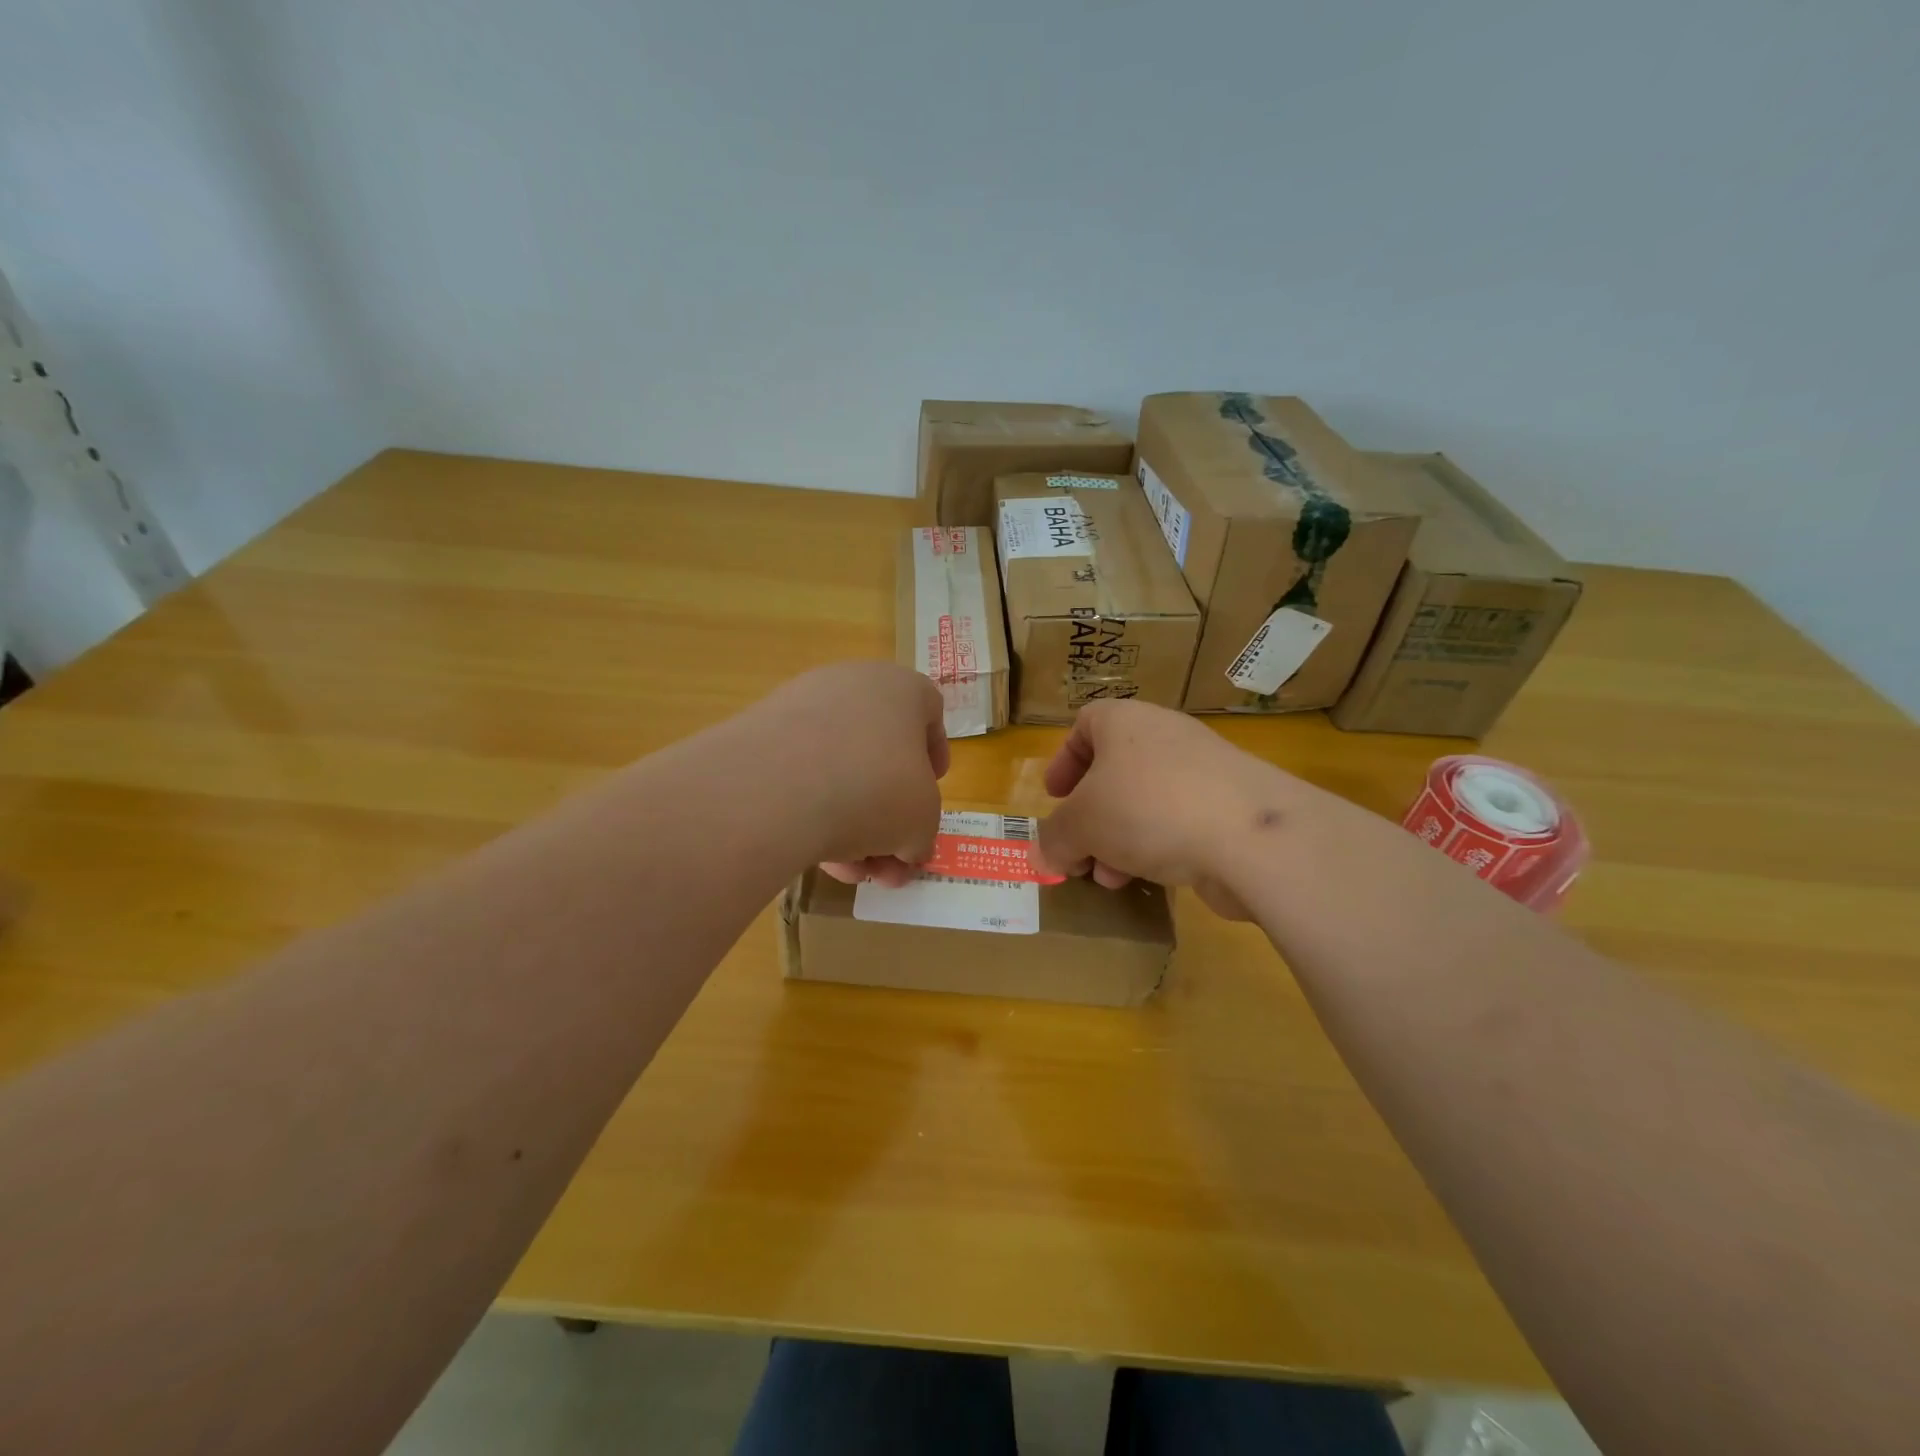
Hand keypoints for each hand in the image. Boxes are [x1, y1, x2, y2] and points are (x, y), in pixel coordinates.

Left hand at [739, 662, 947, 887]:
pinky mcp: (758, 735)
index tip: (932, 787)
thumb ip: (920, 832)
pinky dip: (811, 812)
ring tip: (850, 872)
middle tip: (889, 858)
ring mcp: (799, 706)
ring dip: (851, 823)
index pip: (929, 711)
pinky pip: (798, 775)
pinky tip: (815, 858)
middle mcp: (851, 685)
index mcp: (902, 689)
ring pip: (838, 768)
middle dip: (888, 812)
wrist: (774, 788)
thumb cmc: (875, 790)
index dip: (934, 753)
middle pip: (880, 751)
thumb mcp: (921, 822)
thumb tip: (904, 848)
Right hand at [1029, 700, 1297, 918]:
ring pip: (1146, 802)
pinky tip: (1149, 881)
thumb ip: (1054, 837)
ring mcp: (1204, 771)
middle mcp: (1165, 737)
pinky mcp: (1230, 807)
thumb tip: (1043, 854)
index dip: (1064, 760)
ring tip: (1108, 878)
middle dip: (1090, 816)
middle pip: (1115, 771)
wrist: (1249, 835)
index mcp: (1125, 722)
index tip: (1054, 796)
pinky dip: (1157, 847)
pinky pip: (1179, 822)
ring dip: (1119, 839)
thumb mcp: (1081, 824)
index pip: (1086, 724)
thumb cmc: (1147, 808)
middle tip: (1077, 849)